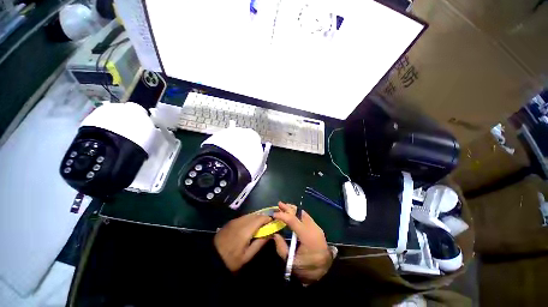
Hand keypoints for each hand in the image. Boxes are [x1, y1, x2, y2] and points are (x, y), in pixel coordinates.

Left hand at [214, 213, 271, 271]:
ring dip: (256, 217)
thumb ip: (260, 243)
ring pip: (249, 215)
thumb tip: (270, 234)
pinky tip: (250, 225)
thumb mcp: (247, 256)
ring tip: (260, 225)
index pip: (260, 218)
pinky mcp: (231, 221)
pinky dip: (250, 219)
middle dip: (263, 217)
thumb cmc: (231, 260)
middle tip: (267, 224)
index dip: (268, 219)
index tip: (272, 222)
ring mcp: (234, 220)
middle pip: (255, 215)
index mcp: (245, 230)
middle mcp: (240, 222)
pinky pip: (243, 217)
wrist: (211, 258)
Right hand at [272, 202, 332, 283]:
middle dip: (288, 208)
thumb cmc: (308, 269)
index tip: (274, 214)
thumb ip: (281, 247)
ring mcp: (317, 227)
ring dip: (293, 209)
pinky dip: (298, 213)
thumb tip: (275, 234)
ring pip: (303, 213)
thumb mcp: (291, 262)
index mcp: (307, 236)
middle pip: (299, 214)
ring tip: (285, 207)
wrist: (326, 273)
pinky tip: (293, 213)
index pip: (293, 220)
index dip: (282, 215)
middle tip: (279, 204)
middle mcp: (313, 228)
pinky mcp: (317, 229)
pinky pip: (306, 217)